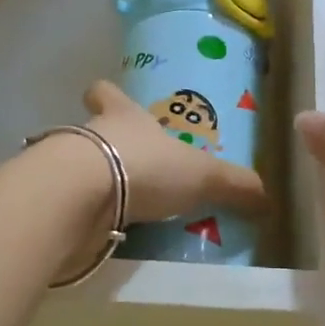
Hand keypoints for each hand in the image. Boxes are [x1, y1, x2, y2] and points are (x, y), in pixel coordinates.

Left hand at [84, 81, 268, 224]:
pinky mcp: (56, 202)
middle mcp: (90, 134)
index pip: (106, 93)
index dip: (107, 95)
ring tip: (119, 206)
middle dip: (104, 145)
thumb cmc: (144, 166)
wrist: (82, 196)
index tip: (105, 96)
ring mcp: (67, 168)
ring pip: (78, 167)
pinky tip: (102, 232)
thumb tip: (268, 199)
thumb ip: (233, 185)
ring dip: (95, 183)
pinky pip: (73, 205)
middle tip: (125, 164)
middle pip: (89, 130)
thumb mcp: (202, 175)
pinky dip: (85, 215)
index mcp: (124, 117)